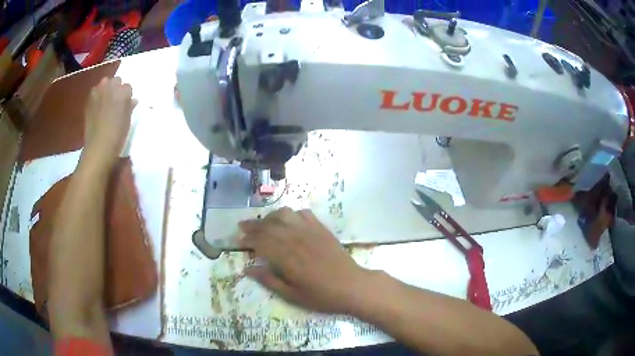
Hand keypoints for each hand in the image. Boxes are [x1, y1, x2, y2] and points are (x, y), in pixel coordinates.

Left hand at [82, 77, 136, 167]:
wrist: (99, 145)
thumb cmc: (118, 134)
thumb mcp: (128, 119)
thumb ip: (130, 106)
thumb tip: (132, 100)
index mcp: (124, 91)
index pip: (127, 87)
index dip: (126, 96)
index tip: (125, 105)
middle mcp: (111, 86)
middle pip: (116, 80)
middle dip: (116, 88)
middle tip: (115, 102)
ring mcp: (98, 91)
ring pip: (104, 84)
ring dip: (106, 90)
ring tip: (105, 103)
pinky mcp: (89, 99)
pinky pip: (95, 92)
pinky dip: (97, 97)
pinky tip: (97, 108)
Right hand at [239, 207, 369, 313]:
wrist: (352, 286)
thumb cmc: (321, 295)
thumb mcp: (292, 295)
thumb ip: (269, 280)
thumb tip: (247, 269)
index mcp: (287, 257)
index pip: (261, 241)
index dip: (248, 239)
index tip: (238, 240)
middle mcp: (296, 239)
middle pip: (269, 225)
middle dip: (253, 225)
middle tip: (242, 226)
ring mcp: (310, 231)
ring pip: (284, 214)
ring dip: (270, 216)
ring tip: (263, 223)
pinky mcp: (321, 229)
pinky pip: (303, 213)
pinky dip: (292, 214)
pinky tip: (288, 221)